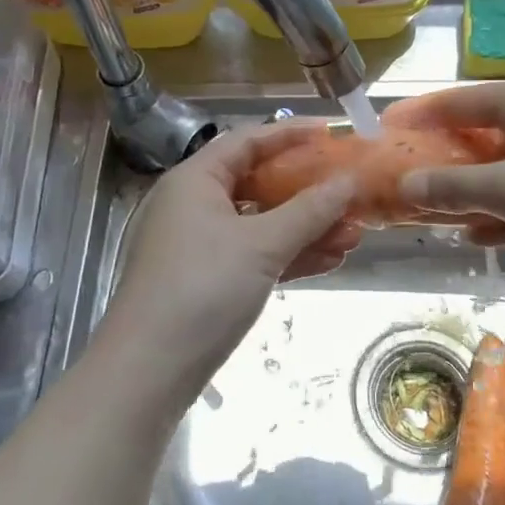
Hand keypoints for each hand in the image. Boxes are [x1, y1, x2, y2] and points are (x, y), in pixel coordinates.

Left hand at [92, 122, 359, 406]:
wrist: (150, 370)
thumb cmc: (202, 288)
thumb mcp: (262, 245)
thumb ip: (309, 210)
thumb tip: (349, 181)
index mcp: (196, 180)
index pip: (249, 141)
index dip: (293, 134)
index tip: (335, 134)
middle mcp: (195, 204)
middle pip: (259, 183)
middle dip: (309, 192)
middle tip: (352, 193)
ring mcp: (201, 244)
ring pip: (261, 224)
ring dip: (306, 228)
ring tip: (354, 234)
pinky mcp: (208, 280)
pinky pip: (255, 255)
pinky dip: (288, 256)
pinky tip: (329, 261)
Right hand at [385, 80, 504, 285]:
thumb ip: (454, 185)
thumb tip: (406, 181)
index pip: (455, 101)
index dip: (415, 116)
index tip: (380, 130)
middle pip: (476, 133)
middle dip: (439, 160)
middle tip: (401, 179)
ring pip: (500, 166)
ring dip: (468, 190)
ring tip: (430, 213)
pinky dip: (501, 209)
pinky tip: (477, 235)